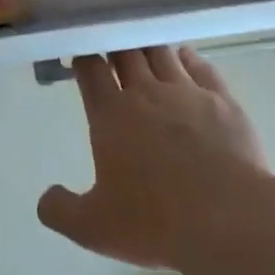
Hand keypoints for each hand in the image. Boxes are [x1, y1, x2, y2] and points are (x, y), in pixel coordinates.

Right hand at [37, 47, 274, 270]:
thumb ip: (61, 211)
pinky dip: (189, 58)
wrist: (229, 220)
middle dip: (116, 46)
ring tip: (144, 47)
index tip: (81, 56)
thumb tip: (45, 198)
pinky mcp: (222, 100)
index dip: (84, 58)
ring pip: (162, 53)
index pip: (91, 70)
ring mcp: (187, 92)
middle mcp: (146, 93)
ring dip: (150, 47)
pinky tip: (186, 57)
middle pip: (126, 53)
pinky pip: (202, 67)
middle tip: (111, 46)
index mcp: (111, 115)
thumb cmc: (156, 223)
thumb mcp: (94, 229)